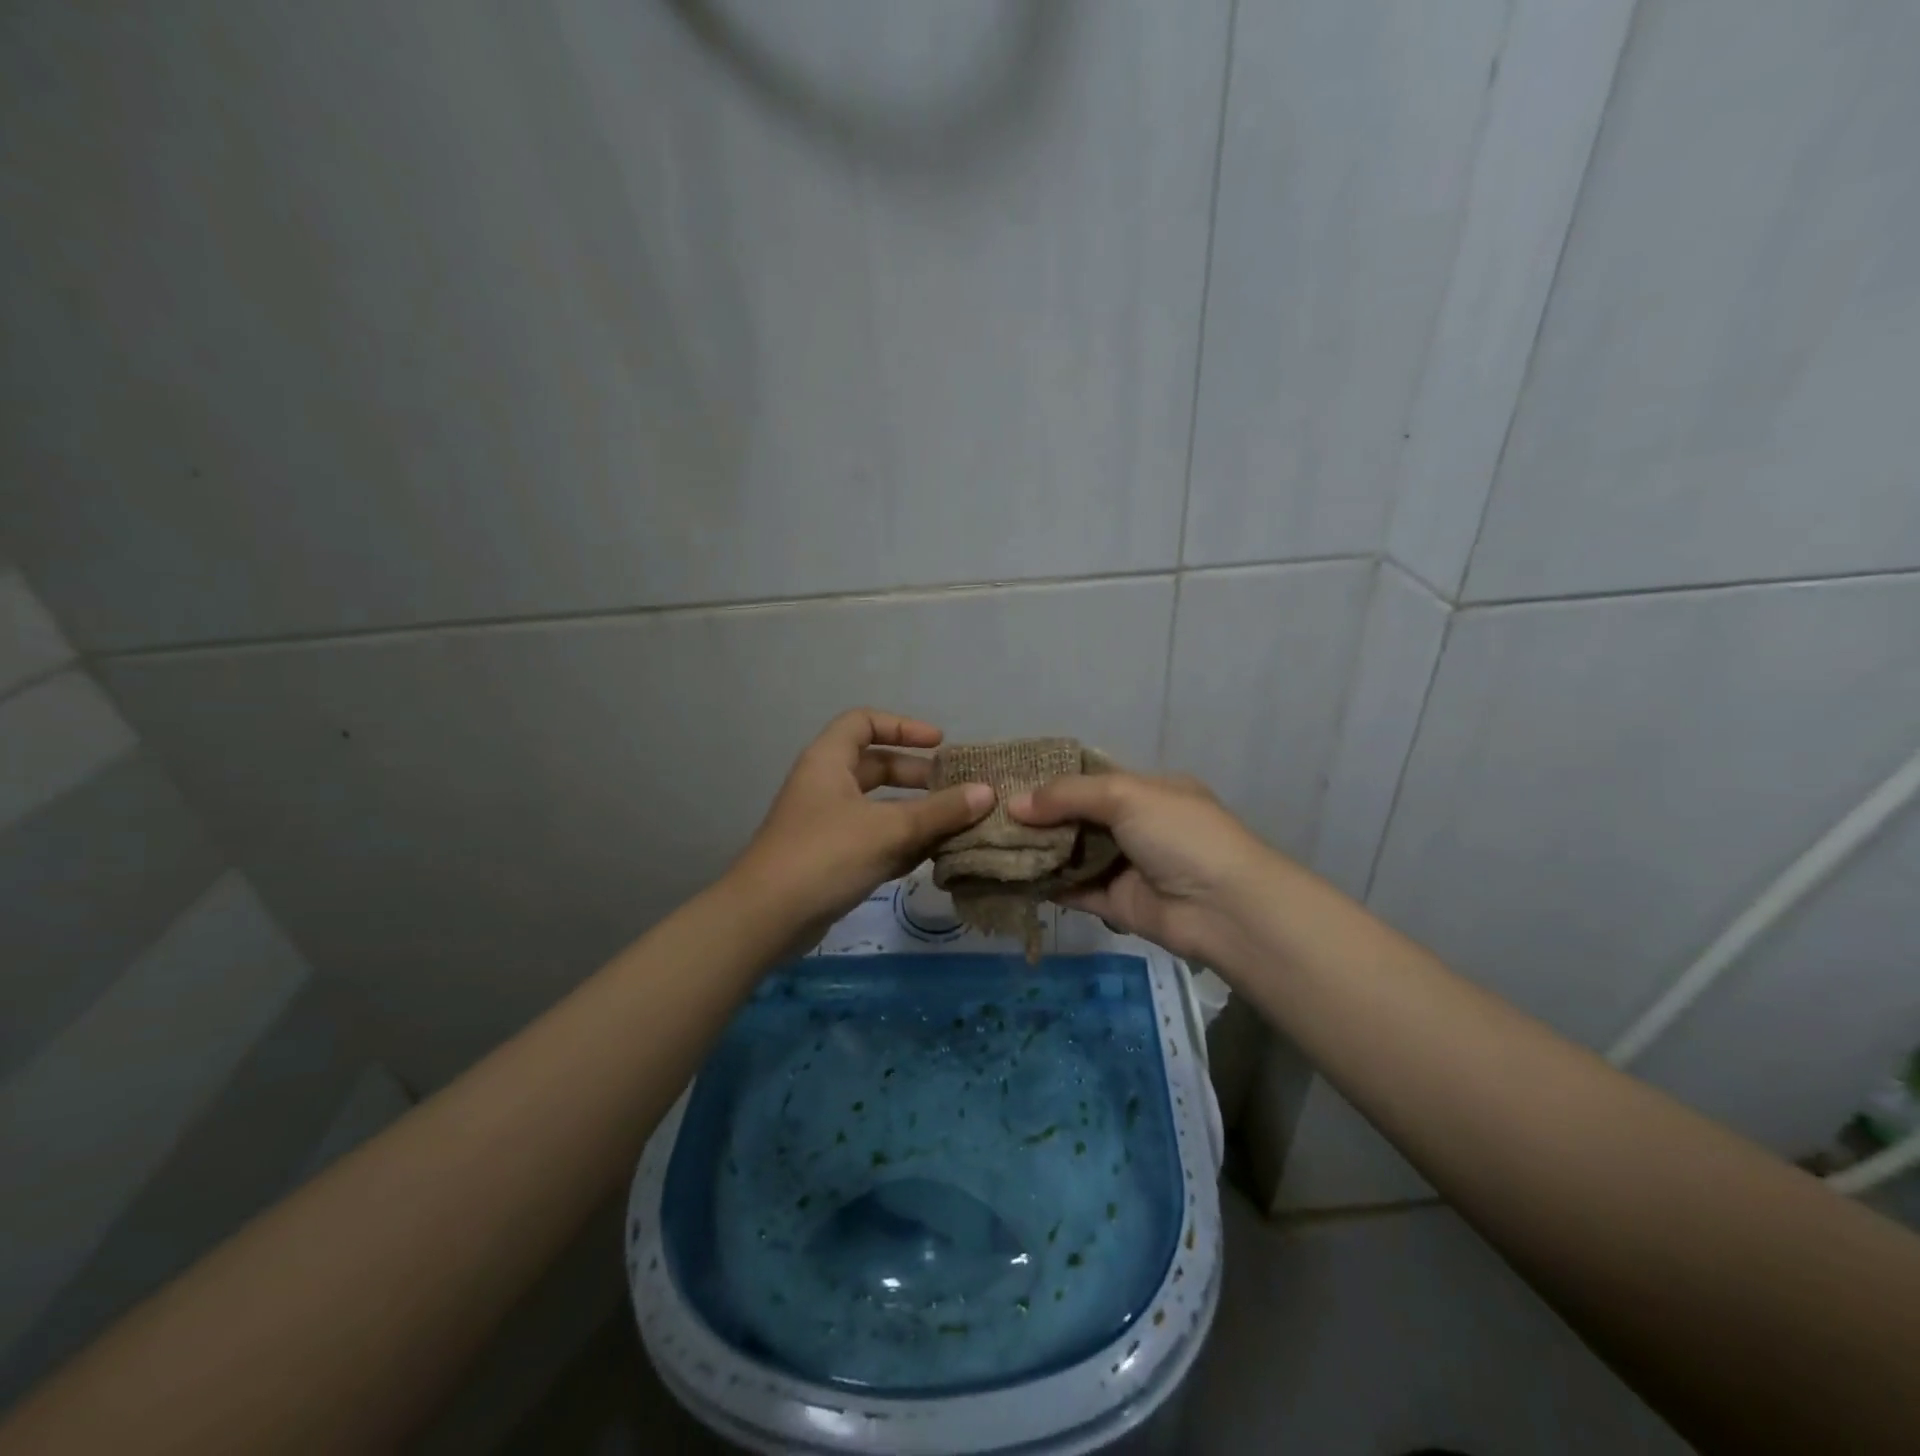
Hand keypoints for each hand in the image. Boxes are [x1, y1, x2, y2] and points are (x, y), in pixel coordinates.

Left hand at [731, 709, 993, 946]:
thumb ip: (940, 811)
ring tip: (955, 826)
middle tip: (955, 791)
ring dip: (915, 814)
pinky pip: (873, 839)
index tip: (939, 744)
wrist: (766, 918)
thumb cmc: (826, 855)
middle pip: (876, 766)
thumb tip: (987, 793)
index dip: (903, 727)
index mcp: (829, 761)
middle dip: (917, 776)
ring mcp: (826, 824)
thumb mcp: (889, 829)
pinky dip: (901, 843)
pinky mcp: (831, 859)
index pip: (864, 723)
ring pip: (878, 807)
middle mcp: (826, 785)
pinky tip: (932, 857)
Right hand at [1009, 769, 1279, 962]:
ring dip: (1036, 851)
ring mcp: (1125, 866)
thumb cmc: (1181, 835)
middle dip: (1037, 817)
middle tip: (988, 815)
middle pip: (1076, 818)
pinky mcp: (1114, 903)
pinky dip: (1044, 885)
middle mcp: (1134, 826)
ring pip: (1071, 854)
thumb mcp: (1127, 796)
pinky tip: (1008, 877)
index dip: (1052, 780)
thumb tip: (1015, 804)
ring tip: (988, 844)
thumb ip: (1069, 795)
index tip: (1008, 780)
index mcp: (1147, 791)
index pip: (1091, 779)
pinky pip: (1072, 890)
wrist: (1224, 908)